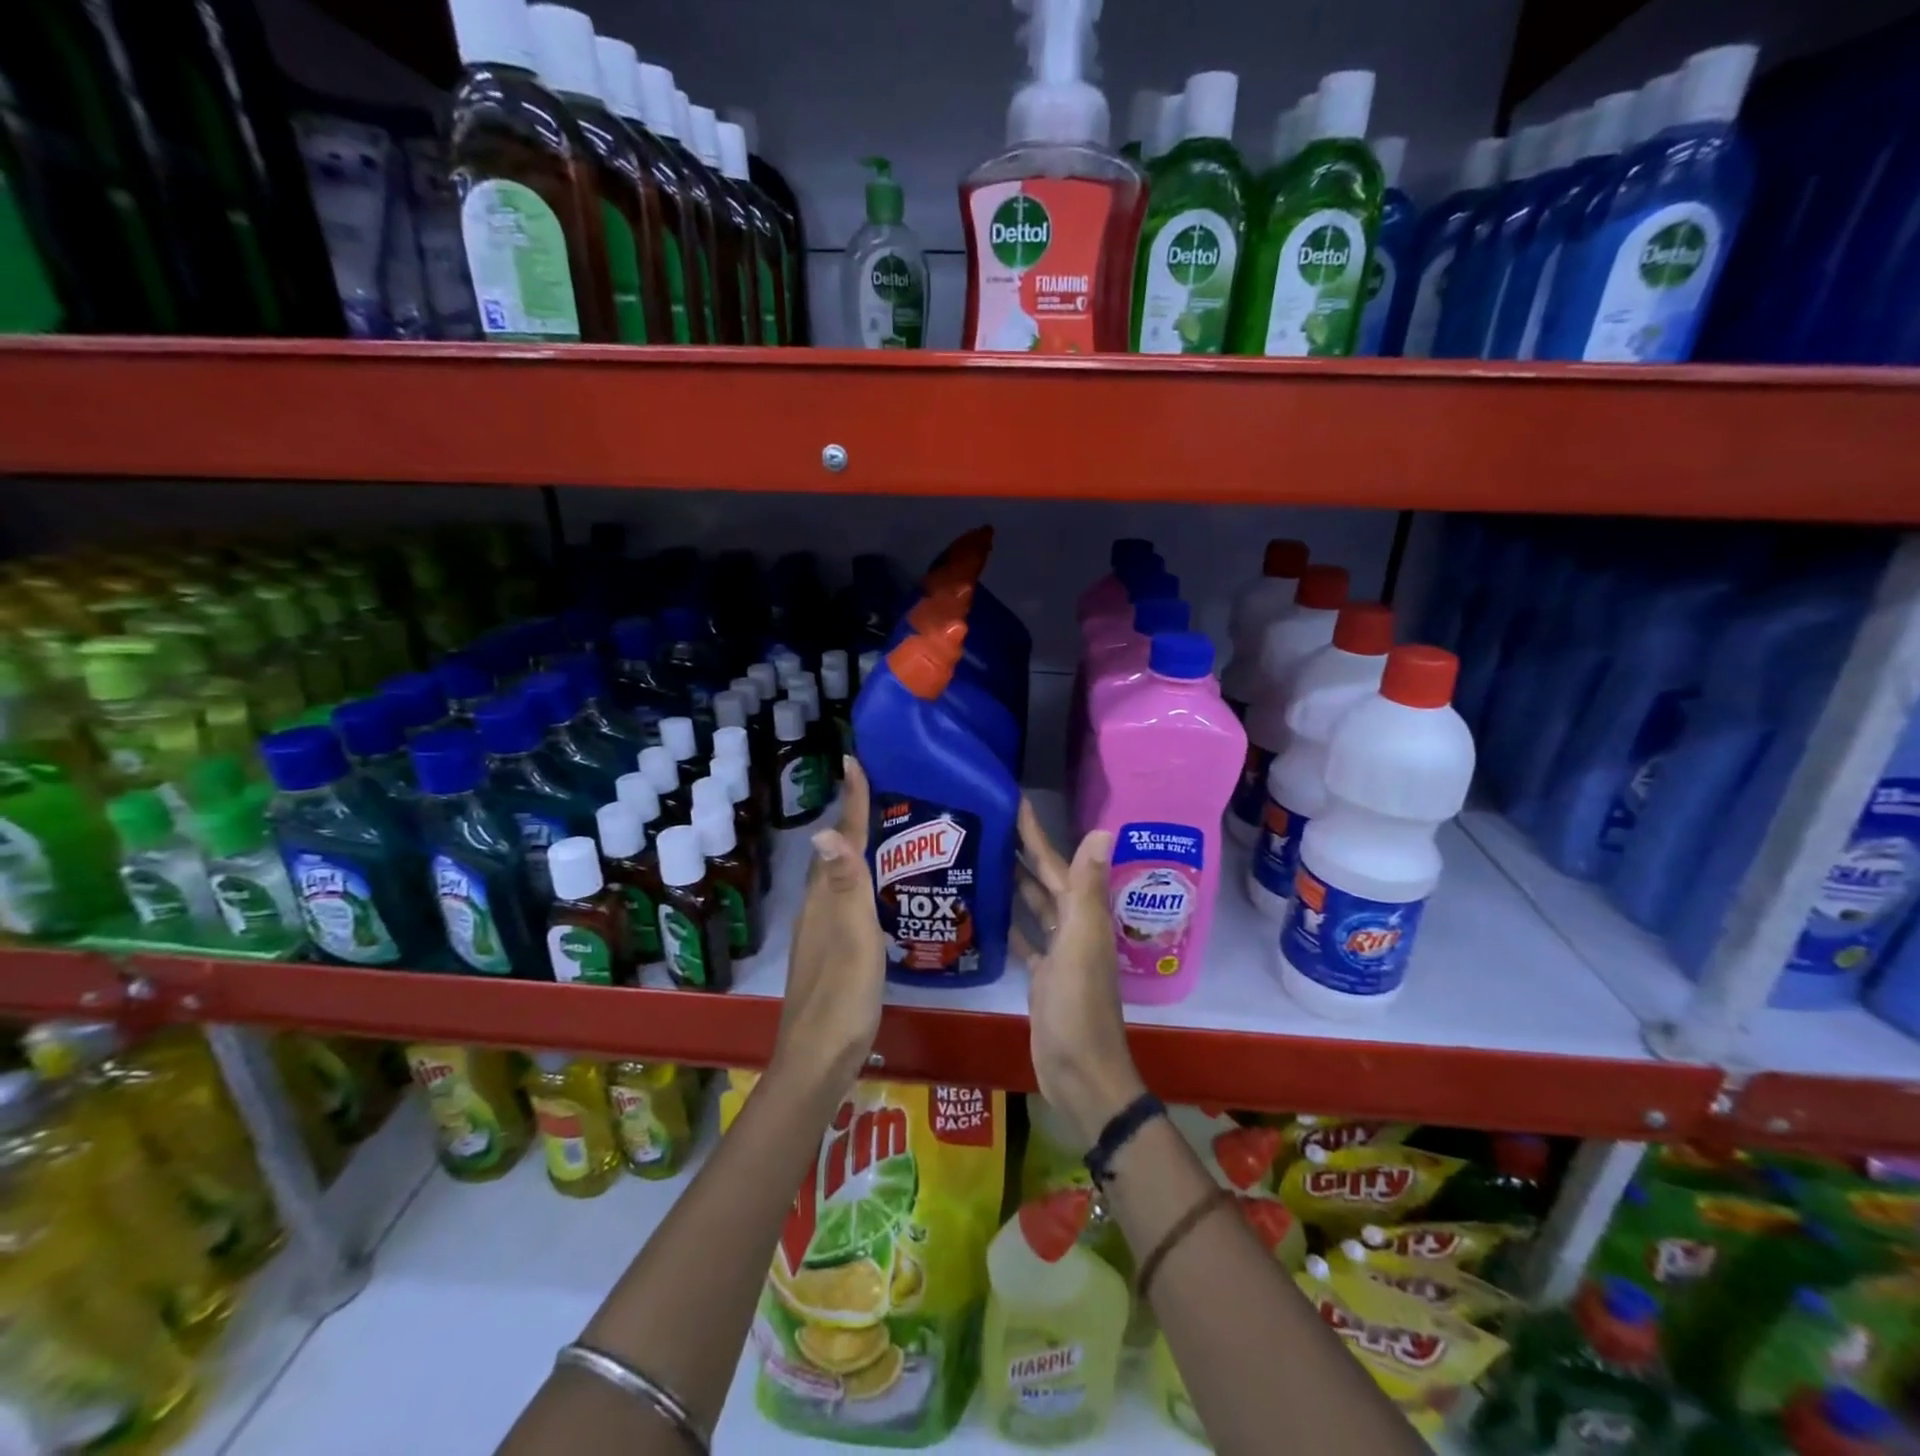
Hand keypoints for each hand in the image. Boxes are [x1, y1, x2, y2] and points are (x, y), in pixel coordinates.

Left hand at [775, 757, 885, 1097]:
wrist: (818, 1059)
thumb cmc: (843, 996)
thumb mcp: (852, 939)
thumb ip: (846, 886)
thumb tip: (826, 830)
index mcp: (825, 900)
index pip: (840, 840)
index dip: (851, 802)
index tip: (854, 761)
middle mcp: (818, 909)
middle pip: (835, 853)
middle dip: (852, 818)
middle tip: (877, 791)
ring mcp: (822, 932)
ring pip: (838, 877)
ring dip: (855, 849)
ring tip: (883, 832)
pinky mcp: (831, 952)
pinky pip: (844, 900)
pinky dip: (859, 881)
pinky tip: (877, 892)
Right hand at [1015, 799, 1144, 1146]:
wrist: (1081, 1074)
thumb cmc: (1078, 1007)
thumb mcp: (1081, 944)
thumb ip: (1087, 888)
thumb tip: (1103, 831)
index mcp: (1081, 915)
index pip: (1056, 863)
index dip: (1035, 833)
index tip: (1013, 802)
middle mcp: (1072, 927)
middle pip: (1044, 880)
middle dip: (1021, 852)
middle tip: (986, 824)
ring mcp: (1057, 953)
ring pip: (1034, 907)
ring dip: (1015, 883)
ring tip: (982, 858)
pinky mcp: (1041, 977)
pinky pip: (1024, 939)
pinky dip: (1010, 923)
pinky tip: (989, 911)